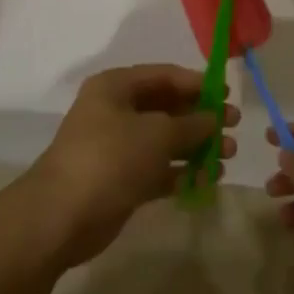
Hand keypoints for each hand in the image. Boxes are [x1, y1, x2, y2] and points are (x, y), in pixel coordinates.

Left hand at [31, 65, 239, 268]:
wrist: (60, 217)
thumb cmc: (110, 158)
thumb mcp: (158, 133)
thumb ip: (191, 124)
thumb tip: (213, 118)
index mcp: (116, 88)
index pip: (164, 76)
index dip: (197, 84)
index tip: (227, 96)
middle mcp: (115, 112)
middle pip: (167, 108)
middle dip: (201, 119)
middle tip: (233, 128)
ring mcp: (117, 148)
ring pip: (165, 141)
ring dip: (196, 147)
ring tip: (227, 157)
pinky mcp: (120, 180)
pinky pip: (158, 170)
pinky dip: (182, 173)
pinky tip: (207, 180)